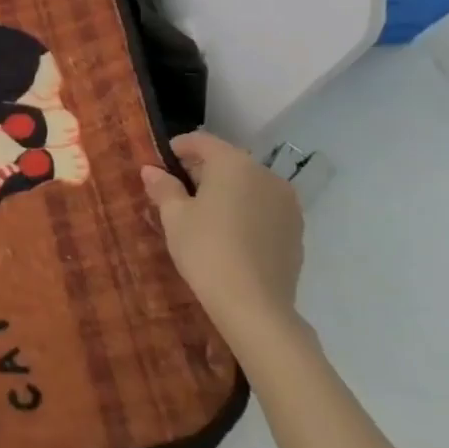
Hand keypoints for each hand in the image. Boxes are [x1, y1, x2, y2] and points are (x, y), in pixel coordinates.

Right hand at [141, 132, 302, 341]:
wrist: (255, 306)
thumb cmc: (206, 249)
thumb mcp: (174, 216)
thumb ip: (163, 187)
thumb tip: (152, 170)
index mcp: (234, 164)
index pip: (202, 141)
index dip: (178, 148)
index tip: (160, 164)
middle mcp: (266, 175)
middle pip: (227, 161)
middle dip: (201, 171)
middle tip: (175, 191)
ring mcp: (287, 204)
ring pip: (247, 186)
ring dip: (225, 191)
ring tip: (202, 215)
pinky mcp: (296, 231)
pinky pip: (263, 208)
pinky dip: (244, 211)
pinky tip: (228, 234)